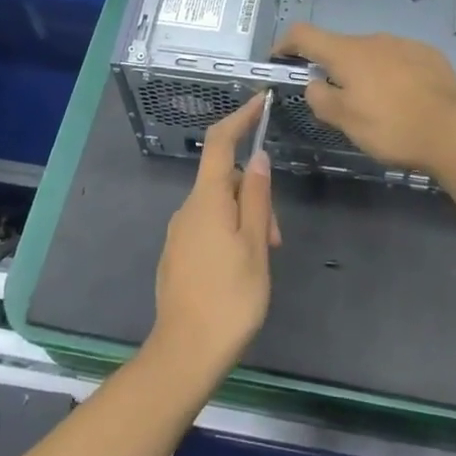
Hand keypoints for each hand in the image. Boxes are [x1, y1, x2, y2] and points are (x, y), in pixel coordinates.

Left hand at [150, 94, 279, 384]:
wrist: (185, 353)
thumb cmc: (230, 298)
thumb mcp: (256, 245)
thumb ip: (258, 198)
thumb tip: (259, 157)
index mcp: (207, 200)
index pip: (221, 142)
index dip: (240, 118)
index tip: (261, 102)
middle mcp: (187, 209)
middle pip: (226, 180)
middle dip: (255, 194)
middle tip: (277, 236)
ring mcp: (179, 233)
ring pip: (220, 206)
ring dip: (246, 219)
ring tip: (264, 258)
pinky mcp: (178, 255)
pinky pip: (208, 227)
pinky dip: (231, 233)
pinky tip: (242, 268)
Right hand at [275, 23, 455, 173]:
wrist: (454, 130)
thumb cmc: (391, 127)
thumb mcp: (346, 121)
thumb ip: (321, 99)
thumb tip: (314, 83)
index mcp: (347, 53)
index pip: (304, 34)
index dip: (286, 43)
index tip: (280, 58)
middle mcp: (373, 39)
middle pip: (340, 46)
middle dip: (331, 67)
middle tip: (335, 99)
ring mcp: (404, 43)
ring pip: (372, 53)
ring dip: (364, 71)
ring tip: (375, 103)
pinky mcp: (429, 54)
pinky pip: (399, 59)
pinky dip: (391, 73)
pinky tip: (403, 98)